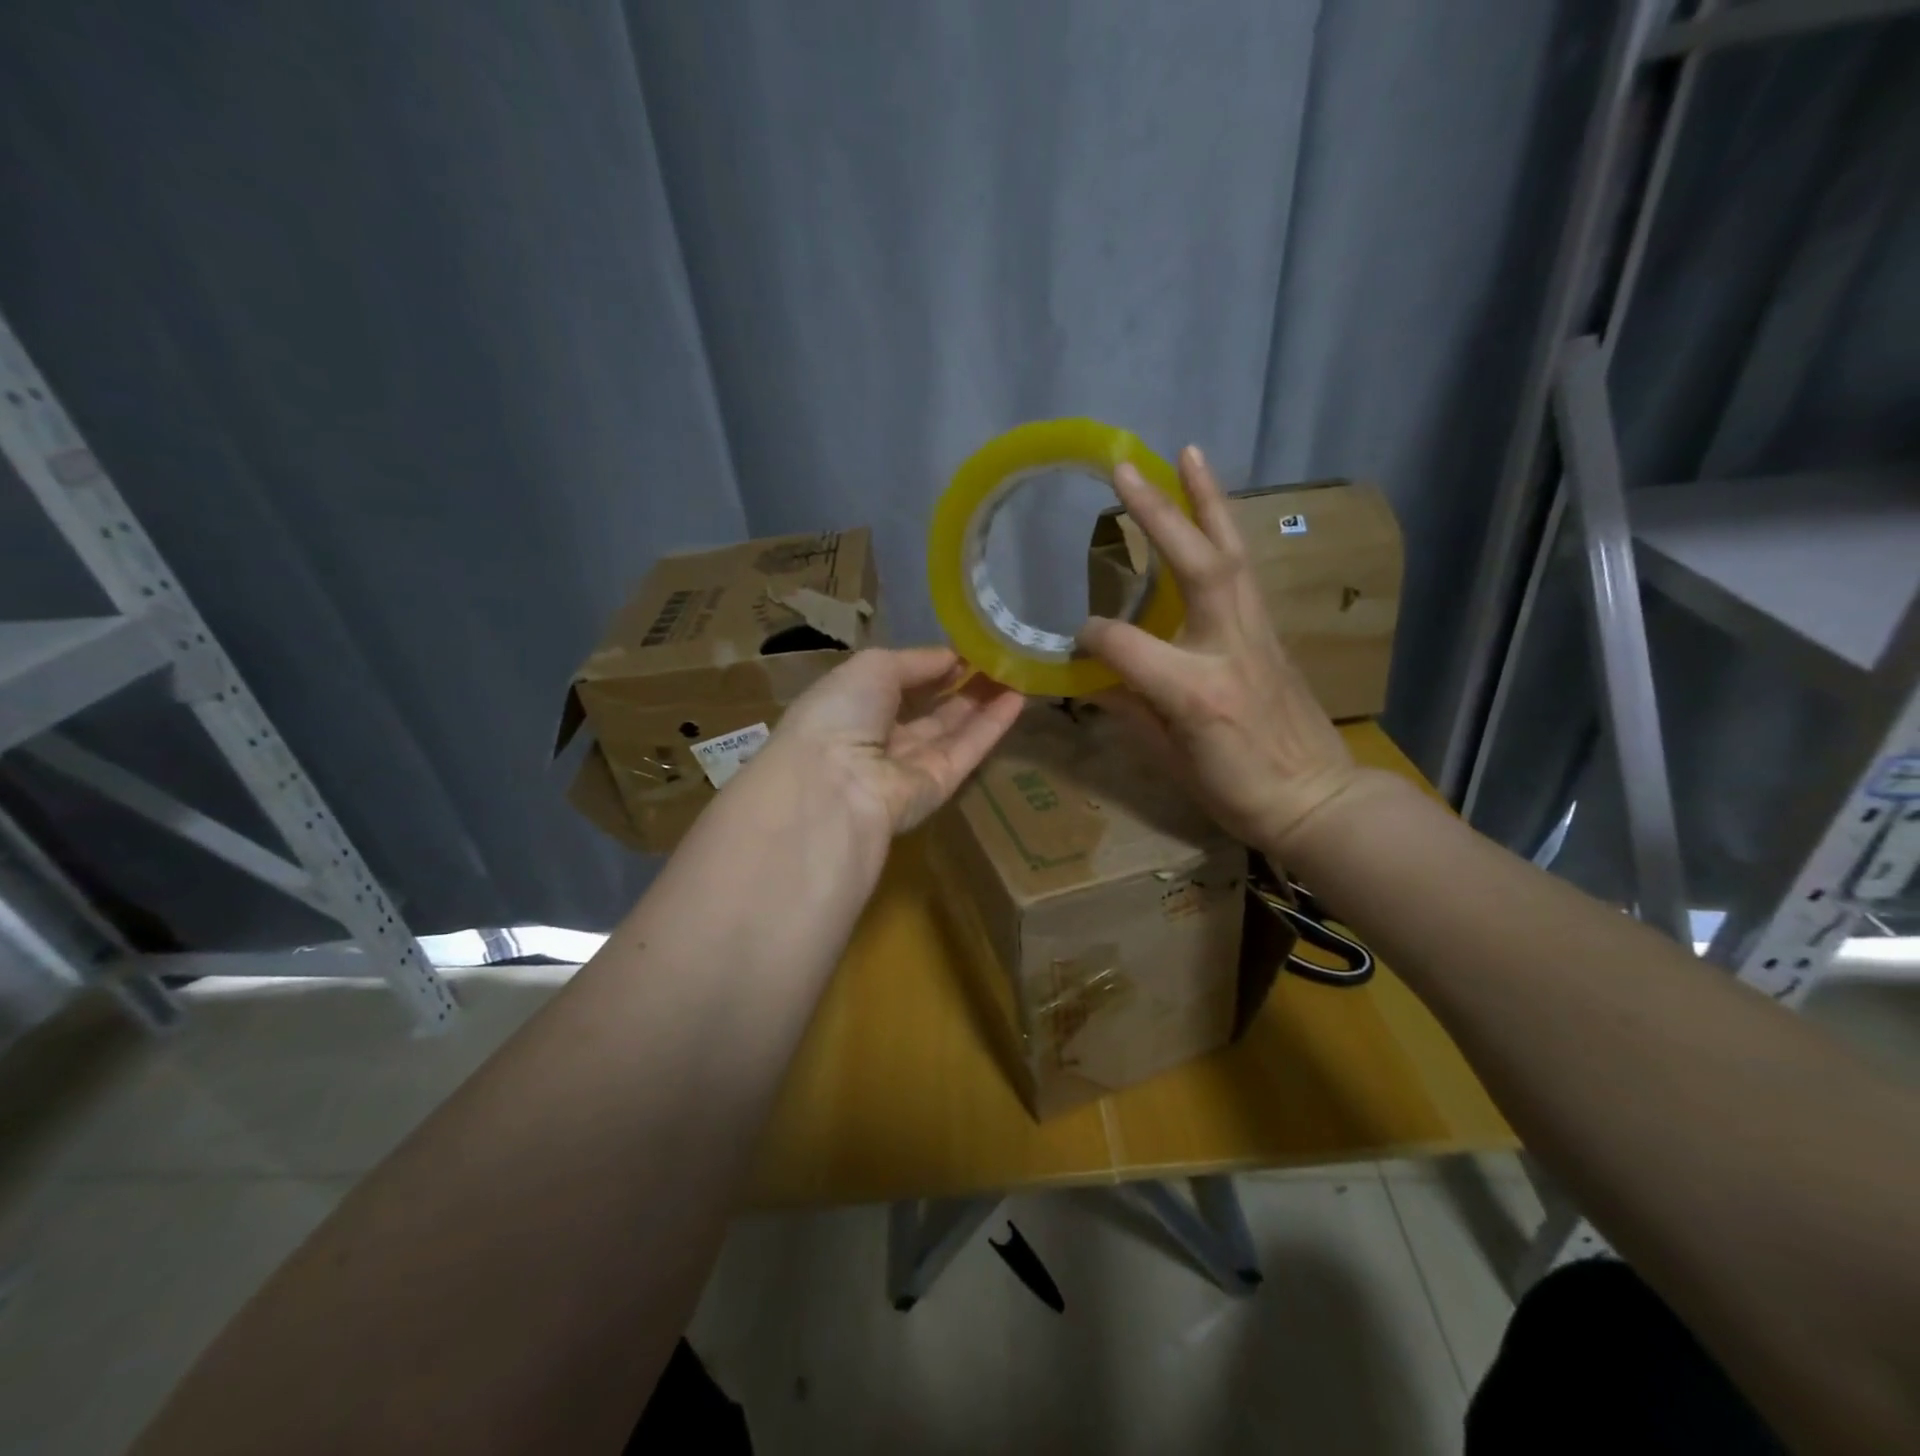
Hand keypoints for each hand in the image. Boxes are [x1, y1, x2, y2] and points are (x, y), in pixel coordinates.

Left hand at [758, 646, 1024, 844]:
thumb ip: (916, 661)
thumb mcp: (873, 667)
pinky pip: (968, 750)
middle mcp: (879, 737)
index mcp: (852, 706)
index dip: (930, 666)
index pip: (897, 683)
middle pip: (928, 709)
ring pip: (953, 729)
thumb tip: (954, 658)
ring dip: (984, 701)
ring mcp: (910, 765)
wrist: (835, 786)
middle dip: (961, 684)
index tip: (965, 647)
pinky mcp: (939, 787)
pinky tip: (1020, 697)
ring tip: (1017, 671)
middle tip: (999, 658)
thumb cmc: (841, 713)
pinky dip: (993, 725)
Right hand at [1079, 446, 1388, 857]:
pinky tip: (1210, 511)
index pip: (1123, 644)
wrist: (1316, 798)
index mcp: (1193, 691)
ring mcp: (1256, 633)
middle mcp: (1227, 648)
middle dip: (1158, 515)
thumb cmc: (1235, 791)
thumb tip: (1091, 678)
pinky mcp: (1271, 630)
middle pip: (1195, 566)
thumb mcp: (1168, 761)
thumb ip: (1128, 710)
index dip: (1091, 639)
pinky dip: (1224, 532)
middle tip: (1124, 469)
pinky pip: (1244, 570)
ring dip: (1206, 500)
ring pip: (1231, 553)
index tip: (1074, 644)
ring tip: (1186, 453)